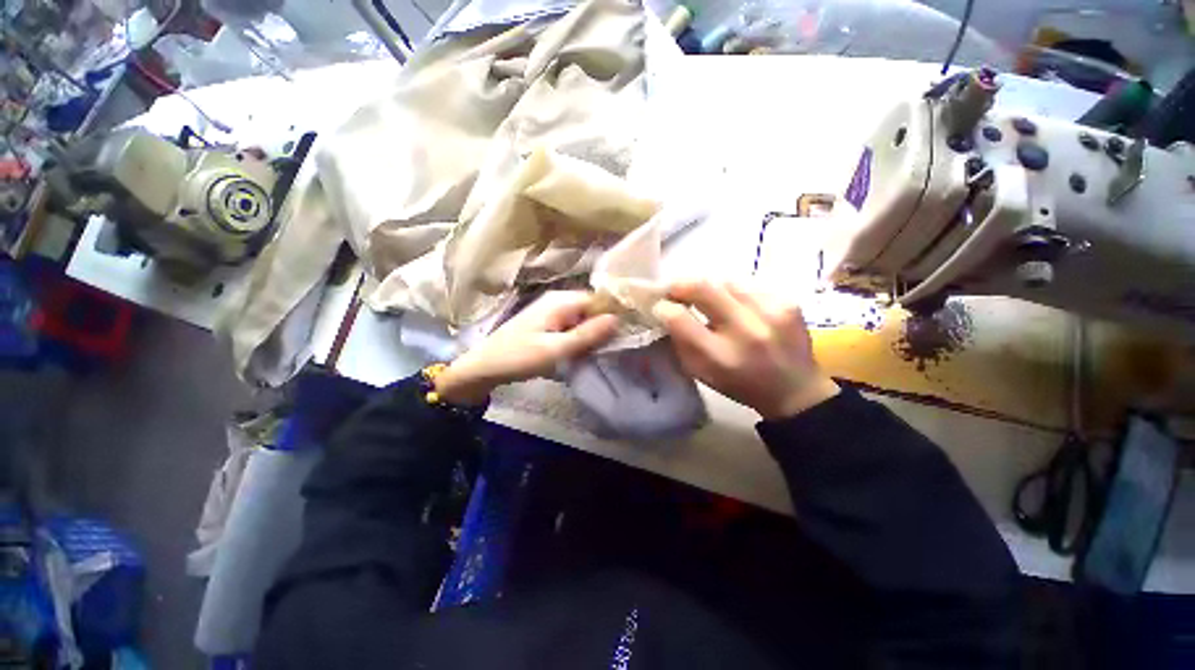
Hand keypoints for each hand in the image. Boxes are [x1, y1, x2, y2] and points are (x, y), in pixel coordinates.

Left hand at [435, 291, 619, 404]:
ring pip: (583, 318)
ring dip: (591, 334)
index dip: (613, 314)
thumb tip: (618, 319)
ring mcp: (552, 310)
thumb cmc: (520, 357)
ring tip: (598, 351)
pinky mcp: (548, 322)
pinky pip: (572, 325)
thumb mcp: (556, 349)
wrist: (485, 366)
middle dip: (602, 326)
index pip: (599, 300)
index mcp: (561, 301)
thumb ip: (587, 335)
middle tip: (610, 347)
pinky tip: (581, 351)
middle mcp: (558, 300)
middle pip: (592, 308)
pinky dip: (579, 337)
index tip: (625, 333)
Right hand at [652, 280, 838, 418]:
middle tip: (675, 290)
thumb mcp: (701, 373)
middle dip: (681, 285)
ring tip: (713, 303)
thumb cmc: (739, 384)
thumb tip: (666, 310)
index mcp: (719, 356)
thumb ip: (681, 341)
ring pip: (725, 282)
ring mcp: (769, 313)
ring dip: (711, 290)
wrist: (795, 391)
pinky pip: (748, 286)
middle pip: (702, 288)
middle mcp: (744, 331)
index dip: (664, 308)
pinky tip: (740, 308)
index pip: (679, 319)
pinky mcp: (787, 302)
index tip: (660, 305)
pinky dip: (736, 294)